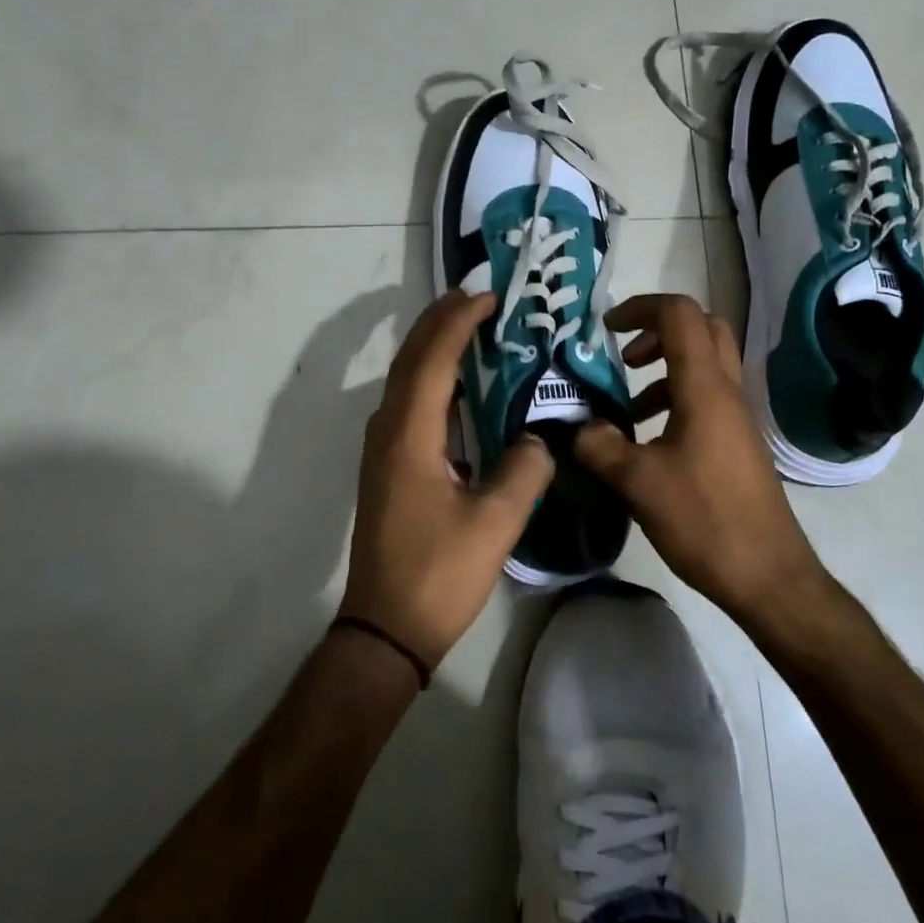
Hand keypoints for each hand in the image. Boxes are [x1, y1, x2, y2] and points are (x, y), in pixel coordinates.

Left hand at [343, 289, 555, 669]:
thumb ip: (525, 469)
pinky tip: (460, 387)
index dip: (458, 322)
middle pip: (410, 360)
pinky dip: (432, 379)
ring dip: (434, 347)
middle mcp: (388, 431)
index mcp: (410, 435)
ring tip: (472, 327)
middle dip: (441, 322)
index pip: (433, 360)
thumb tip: (541, 437)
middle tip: (479, 298)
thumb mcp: (495, 523)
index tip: (488, 295)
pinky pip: (409, 404)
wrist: (387, 627)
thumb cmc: (439, 573)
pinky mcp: (388, 467)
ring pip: (406, 380)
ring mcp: (383, 449)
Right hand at [573, 294, 824, 622]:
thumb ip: (600, 445)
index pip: (680, 315)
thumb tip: (577, 426)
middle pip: (702, 329)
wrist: (768, 575)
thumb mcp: (638, 482)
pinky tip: (646, 439)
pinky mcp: (736, 442)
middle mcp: (726, 392)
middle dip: (658, 330)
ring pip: (704, 365)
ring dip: (664, 369)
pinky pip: (706, 398)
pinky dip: (674, 399)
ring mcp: (736, 418)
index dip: (640, 308)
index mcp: (704, 388)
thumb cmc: (705, 520)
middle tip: (624, 355)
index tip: (606, 329)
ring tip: (625, 405)